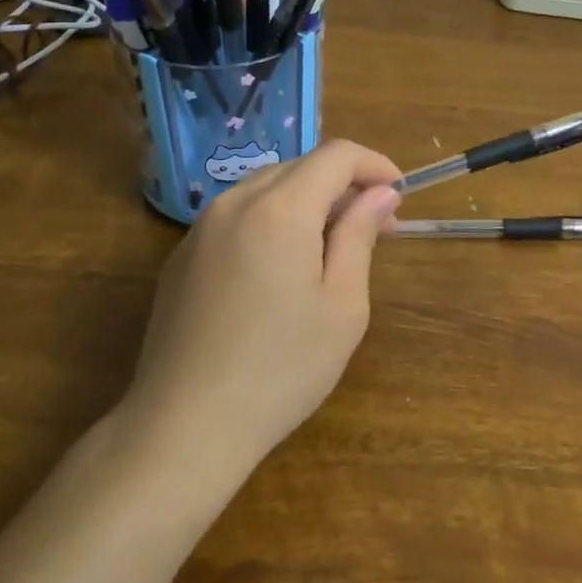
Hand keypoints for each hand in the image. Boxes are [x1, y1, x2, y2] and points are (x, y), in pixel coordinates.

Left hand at [124, 139, 401, 476]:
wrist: (184, 427)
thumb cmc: (281, 370)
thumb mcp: (342, 306)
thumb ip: (360, 236)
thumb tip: (380, 193)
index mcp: (279, 209)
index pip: (336, 155)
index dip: (374, 165)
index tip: (398, 194)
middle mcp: (234, 202)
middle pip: (300, 167)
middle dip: (343, 185)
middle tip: (374, 227)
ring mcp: (201, 228)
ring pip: (267, 188)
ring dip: (308, 201)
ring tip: (331, 248)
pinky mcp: (182, 256)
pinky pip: (238, 216)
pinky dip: (272, 221)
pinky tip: (281, 268)